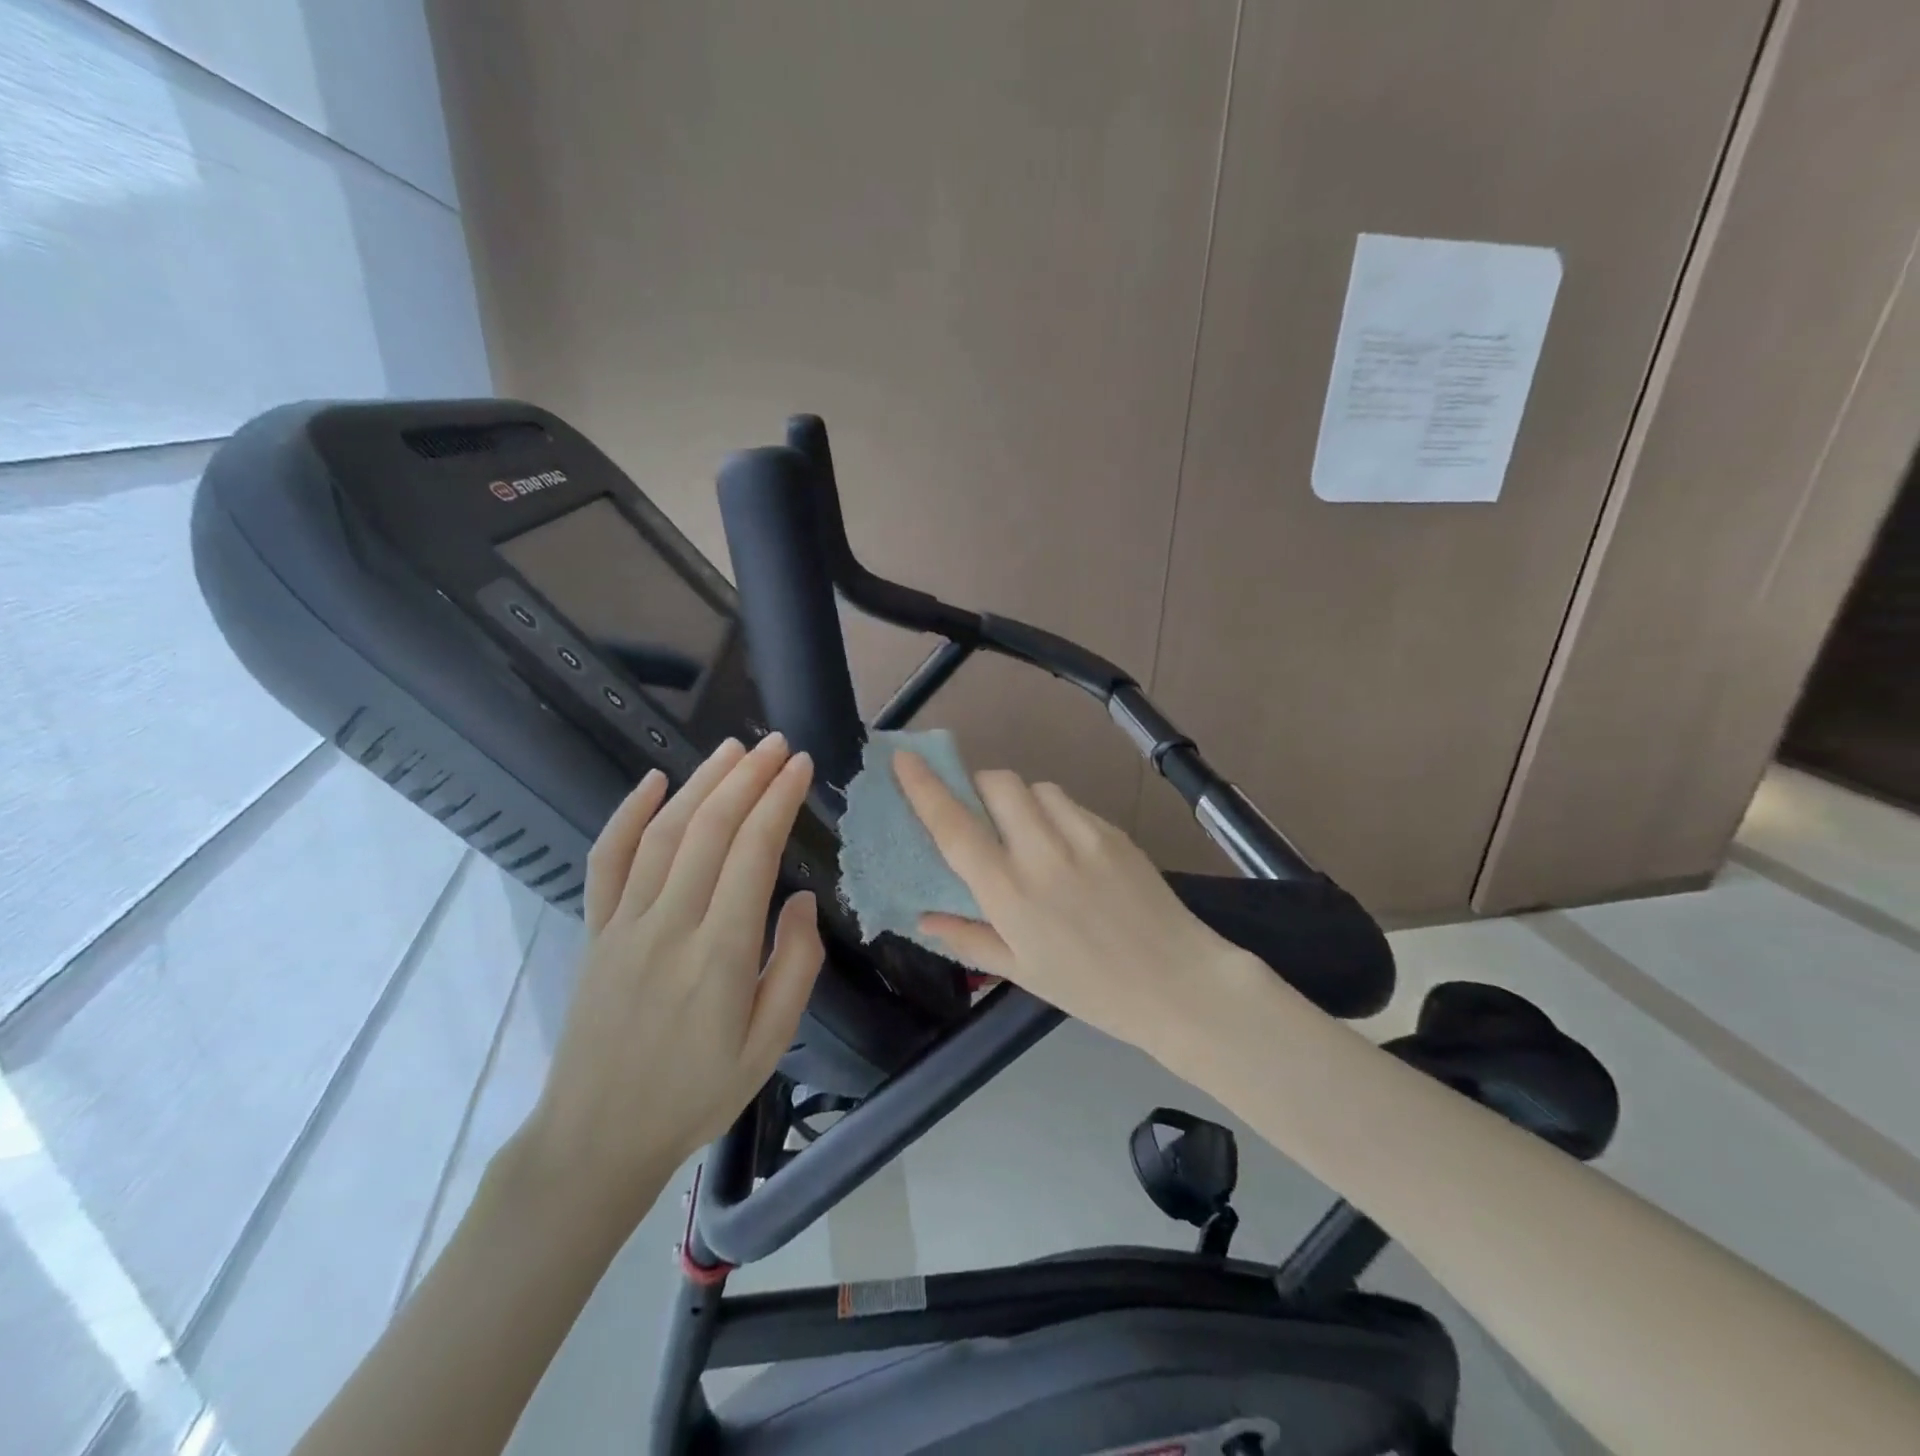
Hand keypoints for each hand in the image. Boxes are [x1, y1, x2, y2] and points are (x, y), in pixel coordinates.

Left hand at [521, 735, 824, 1226]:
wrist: (597, 1137)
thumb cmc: (696, 1093)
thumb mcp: (769, 1044)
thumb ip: (795, 965)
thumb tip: (799, 897)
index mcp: (719, 953)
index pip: (753, 852)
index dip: (778, 800)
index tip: (801, 766)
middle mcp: (669, 925)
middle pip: (710, 829)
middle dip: (748, 777)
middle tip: (777, 744)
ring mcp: (624, 924)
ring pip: (663, 833)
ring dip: (701, 783)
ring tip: (733, 749)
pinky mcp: (594, 931)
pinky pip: (606, 860)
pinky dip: (627, 814)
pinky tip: (653, 782)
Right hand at [894, 752, 1253, 1062]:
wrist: (1177, 982)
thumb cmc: (1091, 989)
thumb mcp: (1021, 972)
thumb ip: (967, 938)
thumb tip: (922, 917)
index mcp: (1010, 892)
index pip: (954, 826)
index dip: (924, 788)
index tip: (905, 759)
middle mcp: (1041, 852)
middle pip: (997, 783)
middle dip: (979, 787)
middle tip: (982, 815)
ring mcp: (1082, 835)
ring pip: (1036, 788)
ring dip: (1020, 800)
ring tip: (1028, 833)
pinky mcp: (1112, 829)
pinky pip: (1069, 803)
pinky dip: (1054, 812)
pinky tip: (1066, 847)